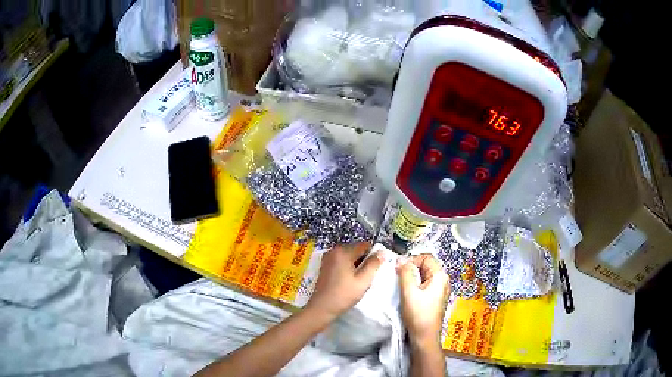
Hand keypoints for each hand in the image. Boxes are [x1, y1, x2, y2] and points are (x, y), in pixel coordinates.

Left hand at [306, 242, 382, 320]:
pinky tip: (348, 281)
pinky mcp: (325, 266)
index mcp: (343, 252)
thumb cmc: (344, 294)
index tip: (374, 268)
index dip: (372, 255)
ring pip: (349, 256)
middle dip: (363, 260)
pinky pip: (341, 261)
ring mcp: (328, 258)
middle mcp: (334, 251)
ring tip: (357, 280)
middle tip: (366, 276)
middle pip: (356, 250)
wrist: (322, 307)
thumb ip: (373, 265)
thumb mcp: (363, 281)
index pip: (364, 245)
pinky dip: (347, 268)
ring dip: (356, 265)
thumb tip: (382, 252)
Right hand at [397, 254, 449, 344]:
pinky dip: (416, 285)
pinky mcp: (436, 298)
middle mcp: (443, 281)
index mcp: (440, 276)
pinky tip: (408, 293)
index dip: (412, 259)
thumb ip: (405, 273)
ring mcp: (440, 290)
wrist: (424, 337)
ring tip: (402, 285)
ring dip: (412, 277)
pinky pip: (425, 284)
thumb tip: (401, 259)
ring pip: (425, 275)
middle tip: (398, 276)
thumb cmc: (418, 315)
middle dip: (411, 268)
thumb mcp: (409, 292)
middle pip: (426, 265)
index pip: (426, 257)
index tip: (399, 268)